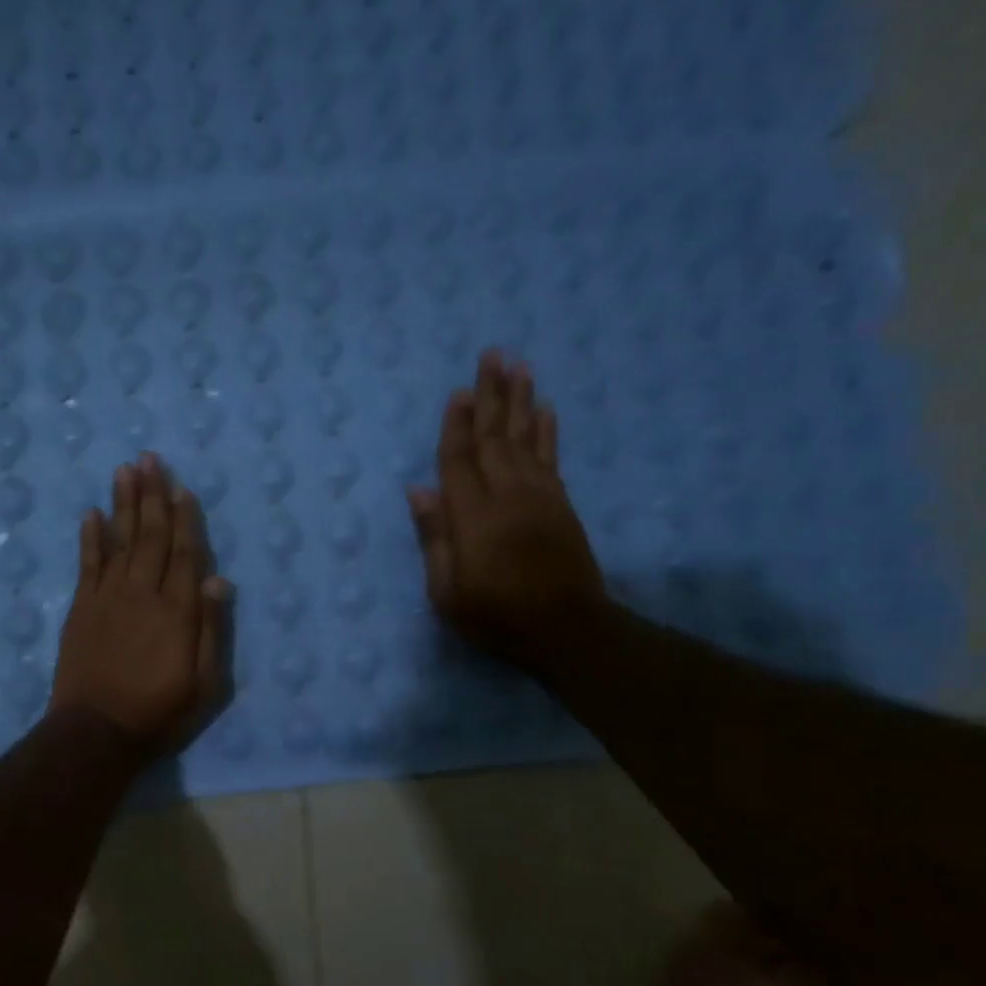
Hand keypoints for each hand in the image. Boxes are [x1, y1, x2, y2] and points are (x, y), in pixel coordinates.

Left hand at [49, 453, 230, 757]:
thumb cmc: (159, 712)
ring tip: (125, 469)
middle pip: (151, 536)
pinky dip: (90, 537)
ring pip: (119, 540)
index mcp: (178, 611)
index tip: (182, 487)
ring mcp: (108, 598)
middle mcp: (143, 593)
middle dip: (152, 495)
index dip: (185, 518)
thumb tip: (220, 579)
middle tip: (150, 458)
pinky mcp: (81, 609)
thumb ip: (212, 629)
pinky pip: (87, 564)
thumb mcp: (204, 683)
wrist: (96, 733)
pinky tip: (92, 513)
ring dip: (123, 503)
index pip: (186, 554)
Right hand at [408, 351, 604, 669]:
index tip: (457, 391)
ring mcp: (539, 497)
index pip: (459, 460)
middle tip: (492, 355)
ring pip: (525, 438)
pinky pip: (551, 457)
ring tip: (519, 366)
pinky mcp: (561, 505)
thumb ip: (435, 538)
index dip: (455, 425)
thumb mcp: (447, 592)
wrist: (567, 630)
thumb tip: (419, 490)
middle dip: (491, 395)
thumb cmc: (496, 617)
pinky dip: (547, 430)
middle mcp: (507, 495)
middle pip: (494, 437)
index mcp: (473, 517)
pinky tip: (545, 409)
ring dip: (521, 401)